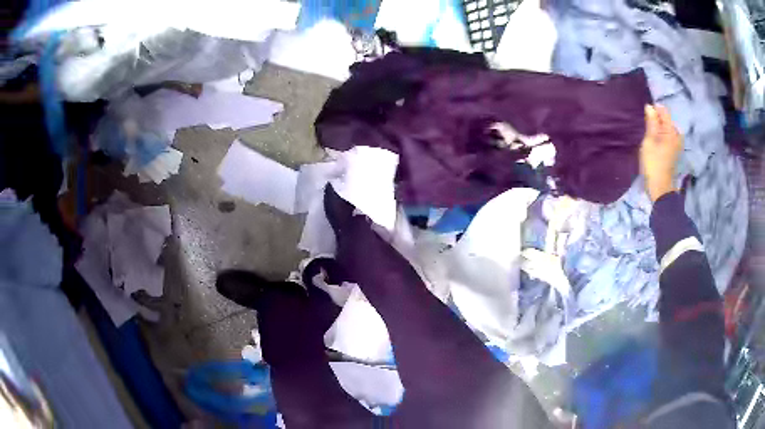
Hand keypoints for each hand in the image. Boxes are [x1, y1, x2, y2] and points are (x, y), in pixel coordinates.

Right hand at [640, 104, 682, 201]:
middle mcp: (676, 135)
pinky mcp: (674, 152)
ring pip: (667, 129)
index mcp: (671, 131)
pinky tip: (655, 142)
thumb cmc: (653, 163)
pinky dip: (662, 136)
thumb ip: (651, 122)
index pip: (663, 111)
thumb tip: (650, 107)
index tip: (646, 115)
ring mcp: (676, 145)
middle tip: (647, 126)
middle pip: (666, 120)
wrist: (660, 188)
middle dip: (657, 120)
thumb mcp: (649, 140)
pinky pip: (668, 137)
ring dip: (659, 129)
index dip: (654, 110)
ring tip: (650, 134)